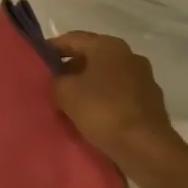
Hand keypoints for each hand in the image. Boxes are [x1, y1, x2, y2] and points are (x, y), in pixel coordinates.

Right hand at [48, 32, 184, 185]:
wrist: (147, 148)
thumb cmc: (103, 111)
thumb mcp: (66, 93)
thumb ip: (56, 80)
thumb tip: (60, 82)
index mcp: (109, 46)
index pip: (73, 39)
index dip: (52, 48)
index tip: (37, 62)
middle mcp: (129, 56)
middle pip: (91, 57)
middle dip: (70, 69)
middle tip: (50, 85)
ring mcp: (143, 79)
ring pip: (106, 77)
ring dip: (88, 86)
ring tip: (68, 104)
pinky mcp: (150, 103)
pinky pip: (119, 96)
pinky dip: (104, 102)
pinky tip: (92, 118)